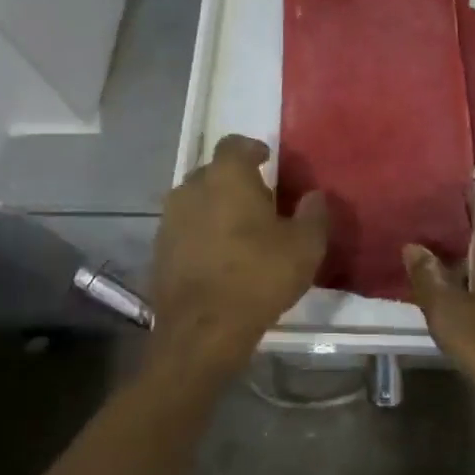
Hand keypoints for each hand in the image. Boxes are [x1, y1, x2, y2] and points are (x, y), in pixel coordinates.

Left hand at [149, 134, 327, 377]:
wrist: (202, 331)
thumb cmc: (258, 276)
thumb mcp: (305, 246)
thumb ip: (314, 214)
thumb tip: (315, 196)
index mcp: (226, 176)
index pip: (234, 144)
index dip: (251, 148)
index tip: (266, 160)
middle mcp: (191, 188)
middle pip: (213, 172)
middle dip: (234, 180)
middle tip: (259, 200)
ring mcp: (169, 220)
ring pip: (195, 201)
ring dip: (215, 207)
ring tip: (239, 230)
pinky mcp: (158, 251)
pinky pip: (184, 229)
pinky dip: (200, 233)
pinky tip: (218, 256)